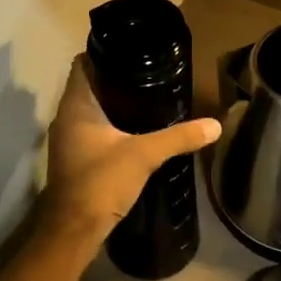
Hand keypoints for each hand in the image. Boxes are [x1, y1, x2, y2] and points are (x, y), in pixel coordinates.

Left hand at [42, 56, 220, 248]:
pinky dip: (108, 125)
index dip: (103, 52)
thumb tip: (215, 125)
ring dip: (111, 103)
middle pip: (88, 85)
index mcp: (75, 105)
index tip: (131, 49)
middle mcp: (65, 117)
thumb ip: (178, 137)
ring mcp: (67, 140)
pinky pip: (91, 130)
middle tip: (147, 72)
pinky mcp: (74, 159)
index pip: (82, 64)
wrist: (74, 231)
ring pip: (89, 110)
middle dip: (114, 78)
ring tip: (145, 97)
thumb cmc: (101, 182)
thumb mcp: (144, 155)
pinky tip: (133, 130)